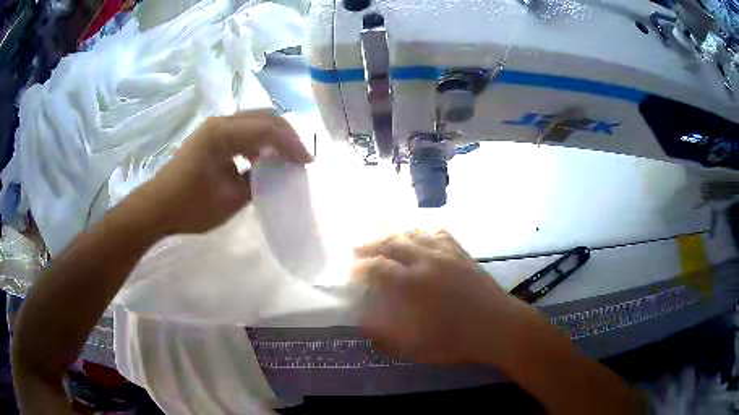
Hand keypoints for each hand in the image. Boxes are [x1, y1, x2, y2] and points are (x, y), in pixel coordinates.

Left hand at [137, 111, 312, 234]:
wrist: (158, 206)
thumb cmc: (191, 206)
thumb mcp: (230, 199)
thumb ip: (257, 181)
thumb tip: (274, 172)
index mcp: (223, 134)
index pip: (269, 129)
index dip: (293, 144)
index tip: (308, 163)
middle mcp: (220, 122)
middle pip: (265, 117)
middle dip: (287, 135)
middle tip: (301, 157)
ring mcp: (214, 126)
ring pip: (255, 120)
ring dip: (274, 135)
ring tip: (286, 156)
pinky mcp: (210, 134)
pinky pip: (243, 128)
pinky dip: (259, 139)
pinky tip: (262, 157)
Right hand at [353, 230, 538, 365]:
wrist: (499, 327)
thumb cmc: (457, 340)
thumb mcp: (416, 346)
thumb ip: (386, 334)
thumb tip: (363, 322)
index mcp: (414, 285)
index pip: (378, 268)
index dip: (359, 268)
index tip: (350, 271)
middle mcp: (427, 262)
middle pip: (392, 243)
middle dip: (370, 243)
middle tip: (356, 246)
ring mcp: (446, 253)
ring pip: (413, 232)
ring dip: (392, 230)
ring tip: (378, 229)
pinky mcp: (461, 252)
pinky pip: (438, 232)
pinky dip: (421, 227)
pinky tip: (417, 229)